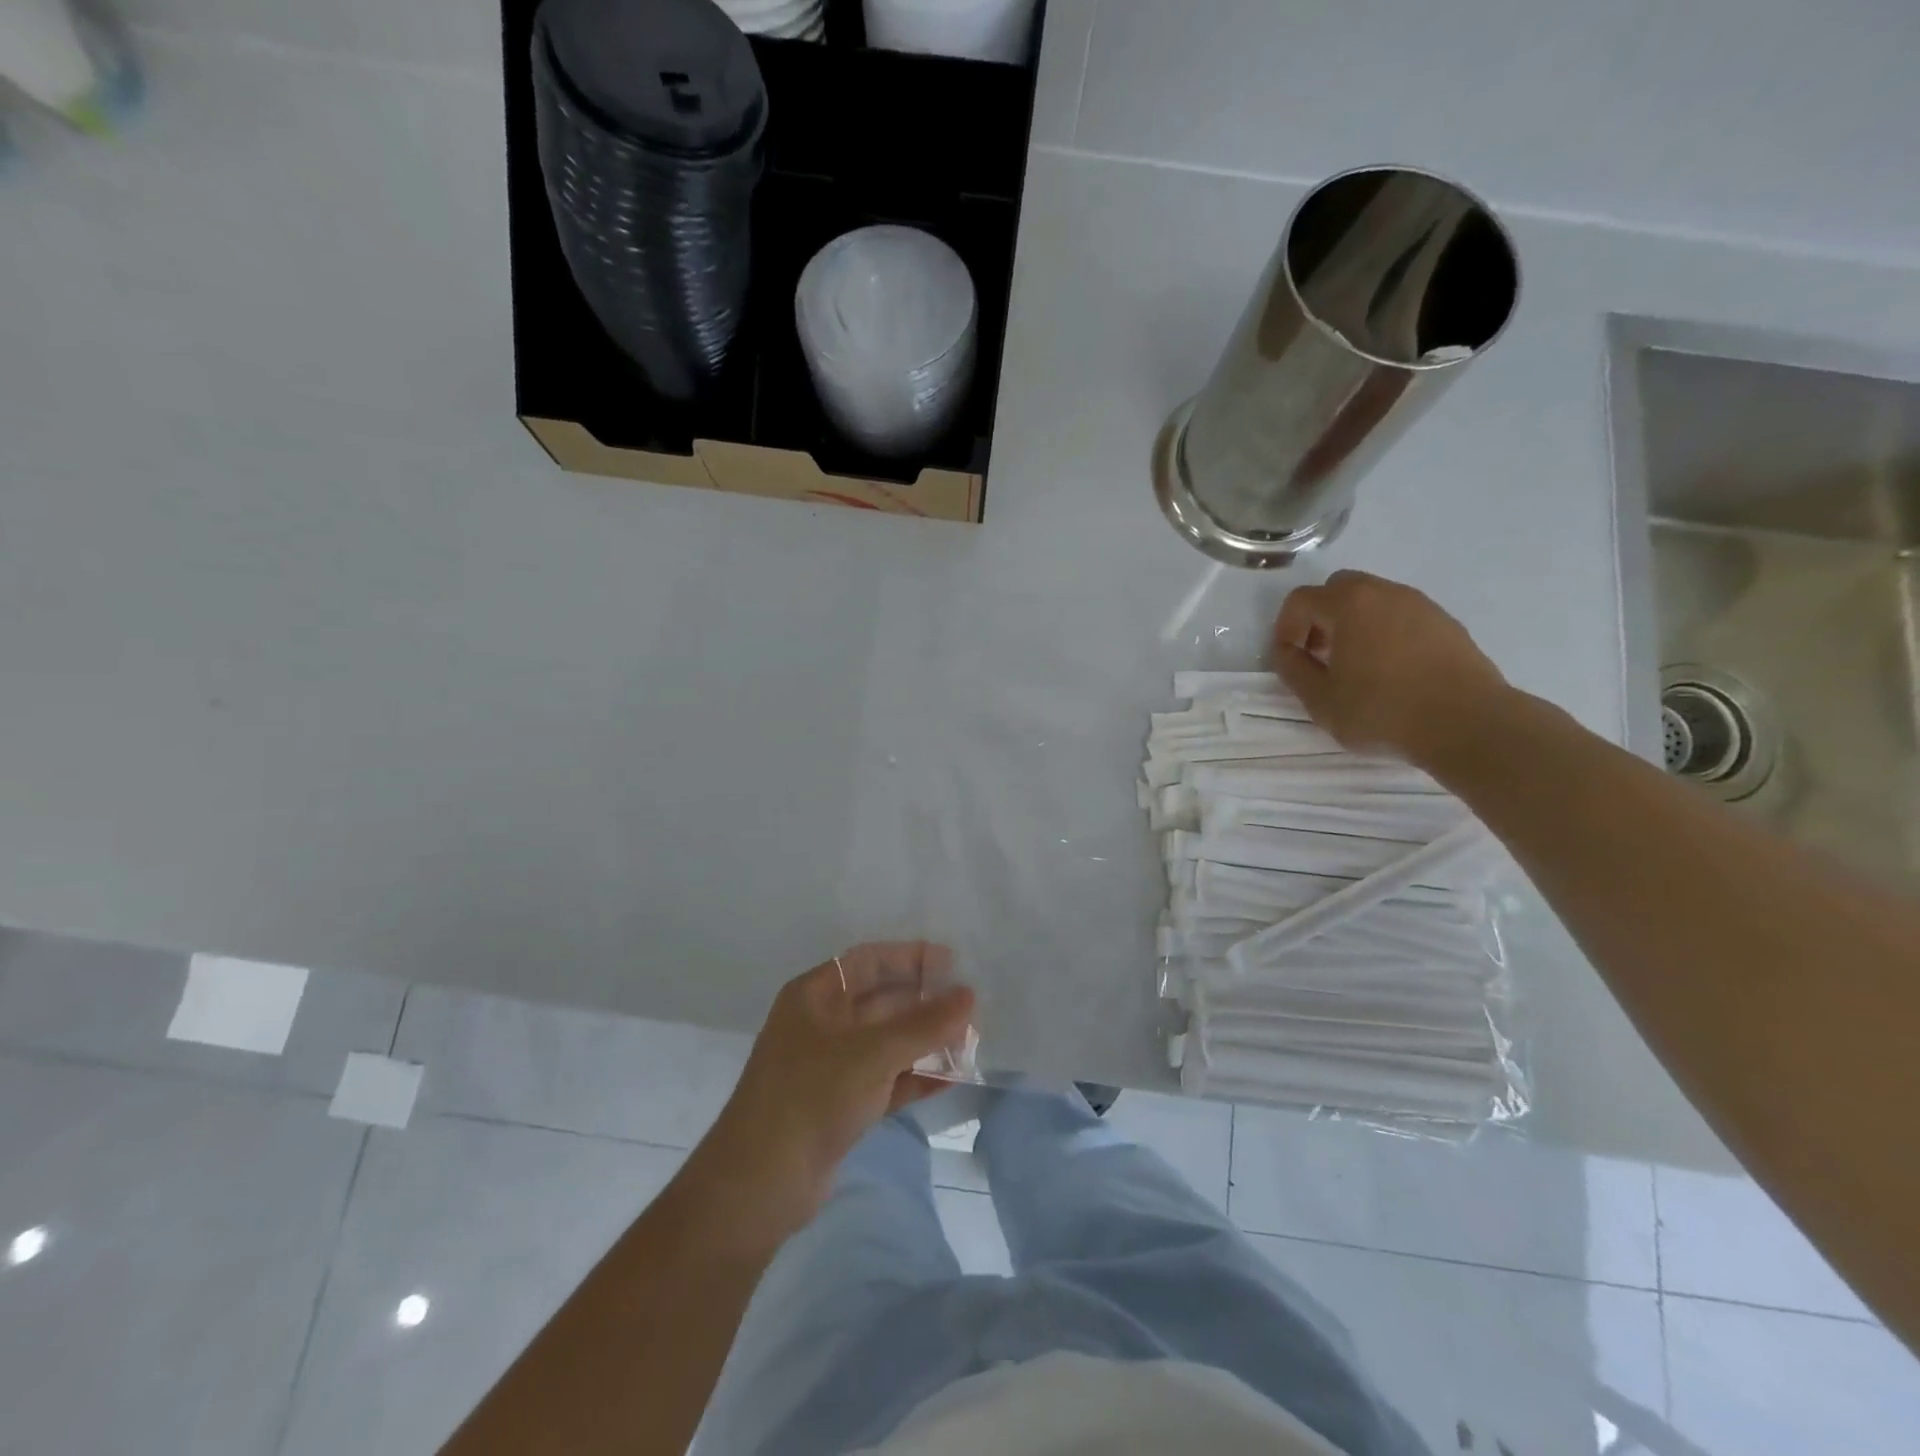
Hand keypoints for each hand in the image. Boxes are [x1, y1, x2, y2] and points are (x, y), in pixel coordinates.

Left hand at [692, 943, 974, 1248]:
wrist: (760, 1184)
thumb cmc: (812, 1095)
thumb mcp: (873, 1053)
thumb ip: (925, 1024)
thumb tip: (970, 995)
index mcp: (815, 995)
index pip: (869, 961)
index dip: (911, 958)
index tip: (954, 964)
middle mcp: (822, 1023)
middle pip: (882, 1001)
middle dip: (926, 1003)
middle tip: (972, 1007)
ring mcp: (831, 1066)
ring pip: (887, 1043)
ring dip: (926, 1041)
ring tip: (971, 1042)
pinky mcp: (841, 1105)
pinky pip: (887, 1080)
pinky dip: (916, 1077)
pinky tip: (953, 1077)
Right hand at [1271, 570, 1511, 769]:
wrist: (1467, 723)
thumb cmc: (1382, 711)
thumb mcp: (1321, 700)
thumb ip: (1294, 670)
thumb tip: (1286, 652)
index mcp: (1349, 605)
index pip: (1301, 600)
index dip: (1285, 627)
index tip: (1289, 658)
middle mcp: (1385, 593)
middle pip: (1339, 589)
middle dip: (1320, 617)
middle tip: (1319, 654)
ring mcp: (1421, 605)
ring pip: (1373, 601)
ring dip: (1354, 624)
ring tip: (1355, 666)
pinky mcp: (1446, 624)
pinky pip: (1402, 616)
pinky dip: (1385, 632)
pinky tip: (1390, 671)